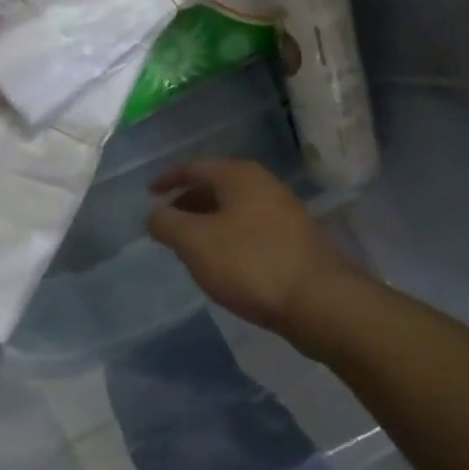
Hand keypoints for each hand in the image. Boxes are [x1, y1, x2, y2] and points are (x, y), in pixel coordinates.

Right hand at [147, 158, 348, 341]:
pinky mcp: (296, 239)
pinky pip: (251, 228)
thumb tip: (155, 215)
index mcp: (239, 175)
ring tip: (190, 245)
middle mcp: (264, 184)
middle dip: (188, 202)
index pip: (194, 167)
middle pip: (216, 185)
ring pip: (235, 208)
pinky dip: (229, 236)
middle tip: (168, 223)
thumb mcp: (195, 242)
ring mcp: (284, 211)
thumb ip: (166, 223)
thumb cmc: (250, 264)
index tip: (149, 194)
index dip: (168, 179)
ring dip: (208, 221)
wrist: (319, 302)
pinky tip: (223, 261)